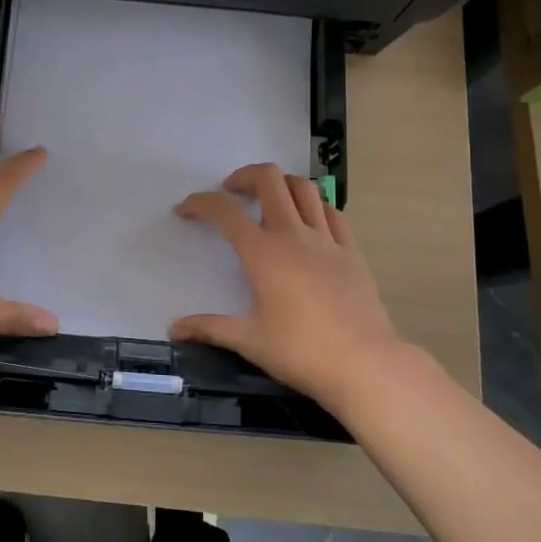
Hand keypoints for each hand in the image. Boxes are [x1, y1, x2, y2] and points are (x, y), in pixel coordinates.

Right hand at [170, 163, 411, 412]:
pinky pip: (332, 212)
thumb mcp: (249, 340)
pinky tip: (307, 222)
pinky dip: (314, 206)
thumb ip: (209, 328)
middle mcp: (294, 235)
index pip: (224, 212)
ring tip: (269, 200)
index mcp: (263, 253)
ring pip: (304, 188)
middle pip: (269, 179)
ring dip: (281, 185)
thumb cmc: (301, 351)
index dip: (199, 203)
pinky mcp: (352, 252)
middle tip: (232, 193)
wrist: (365, 364)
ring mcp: (327, 240)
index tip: (184, 211)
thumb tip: (175, 328)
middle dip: (245, 176)